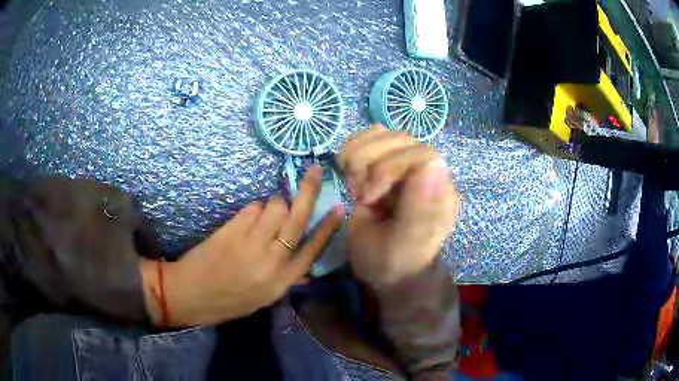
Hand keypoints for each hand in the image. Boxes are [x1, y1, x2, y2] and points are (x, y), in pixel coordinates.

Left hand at [141, 165, 343, 326]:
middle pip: (297, 217)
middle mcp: (273, 259)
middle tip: (314, 169)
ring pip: (274, 206)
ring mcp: (252, 242)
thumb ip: (286, 277)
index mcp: (283, 280)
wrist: (193, 293)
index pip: (314, 248)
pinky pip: (252, 208)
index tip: (339, 207)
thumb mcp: (264, 297)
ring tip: (263, 215)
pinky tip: (245, 223)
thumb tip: (305, 264)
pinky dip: (253, 211)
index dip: (328, 226)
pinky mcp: (233, 229)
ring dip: (273, 205)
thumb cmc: (230, 299)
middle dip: (308, 190)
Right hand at [339, 125, 460, 288]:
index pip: (419, 154)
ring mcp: (405, 167)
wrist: (388, 273)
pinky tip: (351, 176)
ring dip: (358, 158)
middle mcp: (427, 174)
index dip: (387, 168)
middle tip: (359, 196)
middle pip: (398, 140)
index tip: (367, 199)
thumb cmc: (395, 264)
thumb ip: (420, 209)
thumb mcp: (406, 245)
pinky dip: (352, 151)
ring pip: (382, 135)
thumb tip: (436, 161)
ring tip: (355, 188)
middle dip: (369, 165)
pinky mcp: (386, 165)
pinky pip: (369, 140)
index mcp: (440, 192)